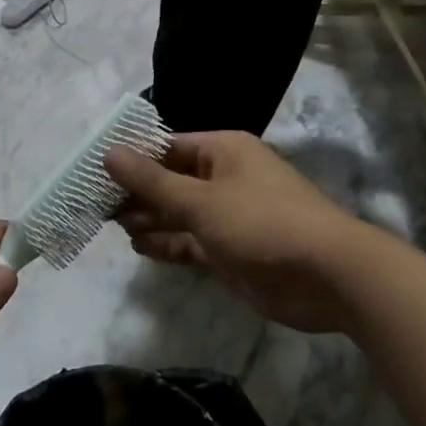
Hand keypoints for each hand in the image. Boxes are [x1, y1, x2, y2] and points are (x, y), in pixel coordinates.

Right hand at [106, 132, 367, 332]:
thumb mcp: (201, 200)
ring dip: (148, 218)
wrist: (330, 278)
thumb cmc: (262, 223)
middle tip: (96, 204)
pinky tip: (139, 247)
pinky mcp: (230, 251)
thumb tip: (109, 153)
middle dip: (136, 192)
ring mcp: (227, 216)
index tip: (95, 170)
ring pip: (178, 212)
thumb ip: (152, 182)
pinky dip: (167, 243)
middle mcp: (223, 178)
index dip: (132, 157)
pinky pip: (190, 241)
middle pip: (169, 180)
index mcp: (221, 151)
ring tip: (112, 225)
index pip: (166, 146)